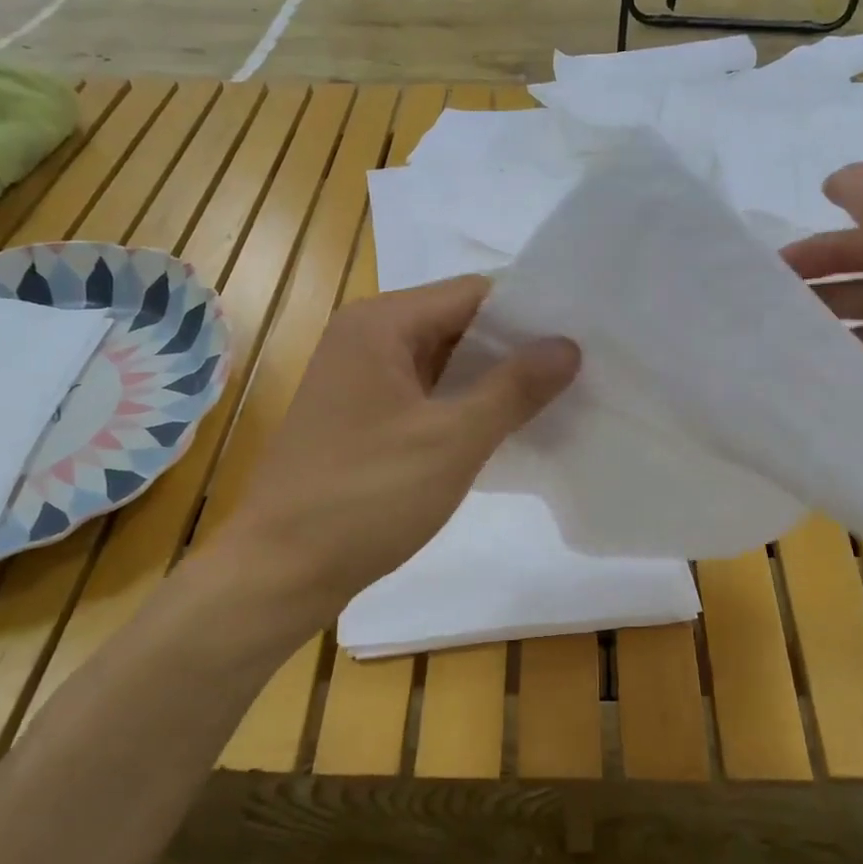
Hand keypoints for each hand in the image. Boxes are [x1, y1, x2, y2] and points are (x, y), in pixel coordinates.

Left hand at [216, 276, 579, 624]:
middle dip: (514, 348)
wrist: (281, 570)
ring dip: (490, 379)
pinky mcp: (359, 418)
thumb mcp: (453, 441)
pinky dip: (462, 406)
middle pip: (457, 323)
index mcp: (381, 323)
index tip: (582, 336)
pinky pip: (423, 395)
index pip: (473, 293)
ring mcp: (358, 379)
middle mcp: (365, 337)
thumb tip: (568, 345)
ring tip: (555, 398)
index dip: (529, 312)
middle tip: (579, 370)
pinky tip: (503, 428)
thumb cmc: (366, 497)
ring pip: (441, 362)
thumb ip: (514, 387)